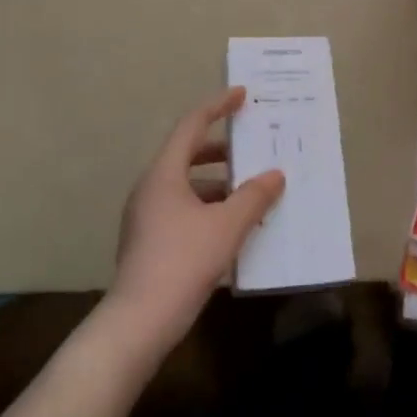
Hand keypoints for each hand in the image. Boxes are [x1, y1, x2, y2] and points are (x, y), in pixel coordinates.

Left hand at [103, 87, 285, 359]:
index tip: (241, 96)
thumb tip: (276, 175)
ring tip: (251, 192)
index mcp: (164, 174)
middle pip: (187, 154)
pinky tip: (234, 226)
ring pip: (186, 185)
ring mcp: (146, 216)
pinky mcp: (149, 241)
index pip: (192, 126)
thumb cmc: (183, 261)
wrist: (139, 321)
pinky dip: (209, 207)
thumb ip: (254, 196)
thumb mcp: (228, 226)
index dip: (217, 106)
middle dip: (222, 149)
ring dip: (218, 183)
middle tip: (252, 148)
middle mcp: (151, 188)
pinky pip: (183, 209)